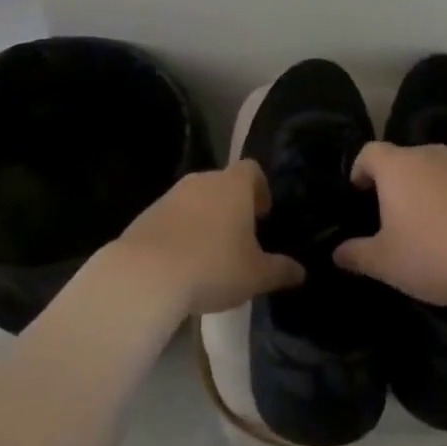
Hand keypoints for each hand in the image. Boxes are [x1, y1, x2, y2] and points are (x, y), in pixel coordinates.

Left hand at [112, 160, 304, 316]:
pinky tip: (183, 261)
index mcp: (233, 186)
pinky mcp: (147, 214)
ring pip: (196, 199)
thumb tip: (300, 272)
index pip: (252, 170)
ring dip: (206, 217)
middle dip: (233, 205)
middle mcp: (202, 181)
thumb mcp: (256, 275)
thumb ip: (281, 270)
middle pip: (223, 183)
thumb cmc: (213, 266)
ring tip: (211, 251)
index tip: (263, 213)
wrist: (145, 274)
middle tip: (240, 236)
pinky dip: (181, 231)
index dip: (260, 188)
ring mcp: (171, 196)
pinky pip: (173, 216)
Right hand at [334, 142, 446, 306]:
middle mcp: (433, 154)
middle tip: (400, 217)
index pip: (369, 153)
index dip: (360, 169)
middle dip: (401, 183)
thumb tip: (337, 252)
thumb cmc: (437, 255)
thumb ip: (357, 255)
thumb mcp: (387, 264)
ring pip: (443, 170)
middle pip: (408, 160)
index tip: (360, 192)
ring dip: (436, 189)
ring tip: (440, 225)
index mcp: (399, 167)